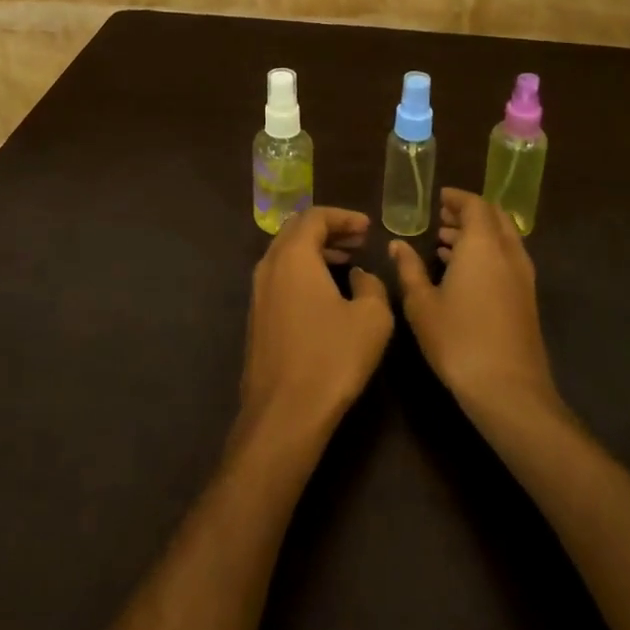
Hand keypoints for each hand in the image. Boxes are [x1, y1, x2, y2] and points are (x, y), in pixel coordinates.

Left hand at [239, 207, 393, 441]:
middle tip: (358, 239)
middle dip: (328, 229)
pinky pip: (280, 276)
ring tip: (346, 261)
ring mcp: (258, 292)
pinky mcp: (257, 316)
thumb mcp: (371, 318)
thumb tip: (361, 276)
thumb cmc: (331, 358)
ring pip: (285, 254)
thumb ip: (372, 286)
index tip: (367, 227)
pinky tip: (325, 292)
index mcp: (293, 256)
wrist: (284, 412)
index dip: (343, 217)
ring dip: (315, 250)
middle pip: (296, 230)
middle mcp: (269, 265)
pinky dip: (303, 271)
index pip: (315, 217)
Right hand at [390, 187, 562, 417]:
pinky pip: (508, 259)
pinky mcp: (527, 299)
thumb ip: (409, 268)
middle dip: (469, 212)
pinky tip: (464, 273)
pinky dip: (488, 253)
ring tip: (447, 242)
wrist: (509, 391)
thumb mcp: (421, 303)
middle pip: (495, 217)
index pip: (475, 205)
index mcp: (482, 245)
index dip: (457, 198)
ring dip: (479, 233)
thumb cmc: (458, 339)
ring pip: (503, 239)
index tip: (438, 199)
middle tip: (442, 217)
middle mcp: (507, 253)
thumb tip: (397, 244)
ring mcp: (522, 277)